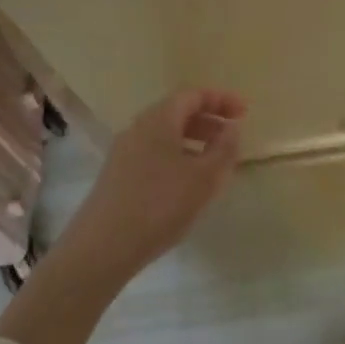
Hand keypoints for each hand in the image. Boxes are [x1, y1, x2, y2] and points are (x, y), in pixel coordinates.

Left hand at [62, 89, 246, 276]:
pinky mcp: (116, 175)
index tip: (244, 112)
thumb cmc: (159, 206)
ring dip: (193, 140)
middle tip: (231, 136)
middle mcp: (138, 127)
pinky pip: (153, 153)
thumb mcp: (204, 178)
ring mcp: (123, 151)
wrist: (100, 249)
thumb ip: (224, 149)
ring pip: (165, 134)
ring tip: (213, 162)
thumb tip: (232, 127)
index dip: (221, 100)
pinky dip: (176, 156)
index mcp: (159, 118)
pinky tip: (185, 184)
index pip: (194, 95)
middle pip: (178, 111)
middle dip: (208, 119)